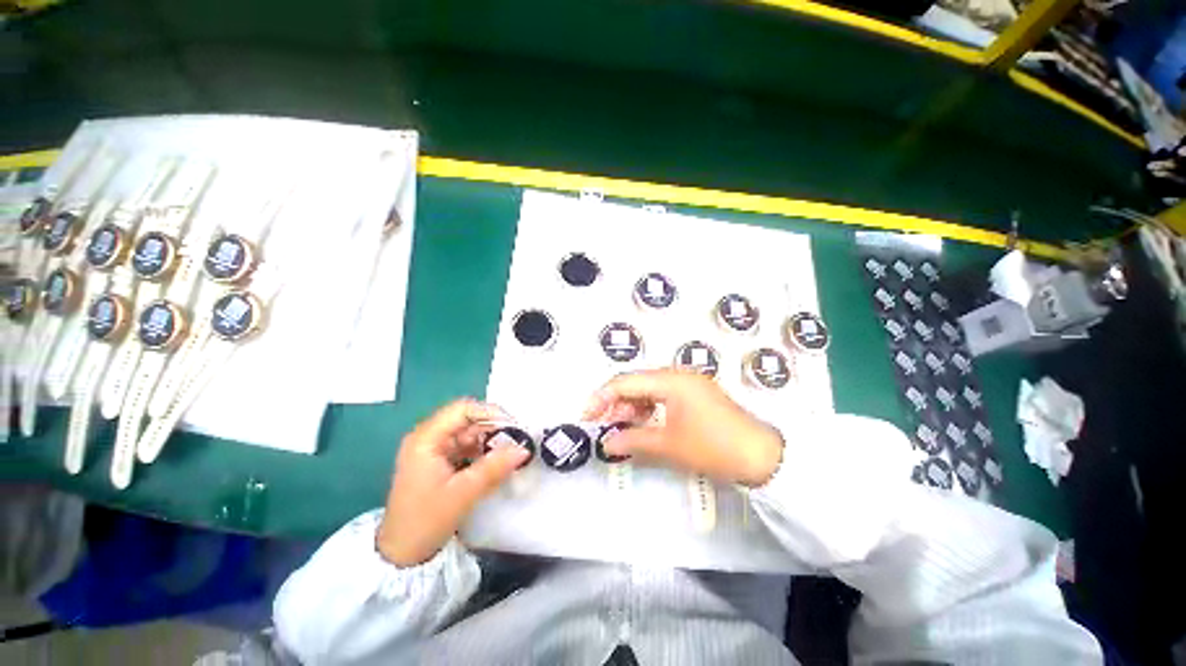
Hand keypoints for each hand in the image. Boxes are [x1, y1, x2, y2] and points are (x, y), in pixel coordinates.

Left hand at [377, 398, 528, 566]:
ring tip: (510, 452)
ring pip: (470, 433)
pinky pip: (467, 447)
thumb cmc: (425, 521)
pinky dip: (483, 451)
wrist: (401, 554)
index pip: (462, 410)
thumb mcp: (463, 493)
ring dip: (490, 440)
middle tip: (517, 441)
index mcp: (426, 439)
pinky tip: (496, 462)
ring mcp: (434, 449)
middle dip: (493, 428)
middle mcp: (429, 437)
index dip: (490, 412)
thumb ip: (494, 468)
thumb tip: (524, 449)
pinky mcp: (440, 461)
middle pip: (467, 420)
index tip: (514, 425)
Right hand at [583, 369, 783, 486]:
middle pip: (636, 383)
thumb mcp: (669, 445)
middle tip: (602, 427)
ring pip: (648, 390)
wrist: (763, 457)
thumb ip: (633, 440)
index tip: (586, 417)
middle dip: (615, 404)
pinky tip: (642, 425)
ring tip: (620, 429)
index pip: (625, 381)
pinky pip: (663, 397)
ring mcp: (688, 384)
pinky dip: (648, 410)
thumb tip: (606, 445)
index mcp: (670, 380)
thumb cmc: (713, 447)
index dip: (601, 398)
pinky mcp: (695, 395)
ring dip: (631, 407)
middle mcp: (677, 375)